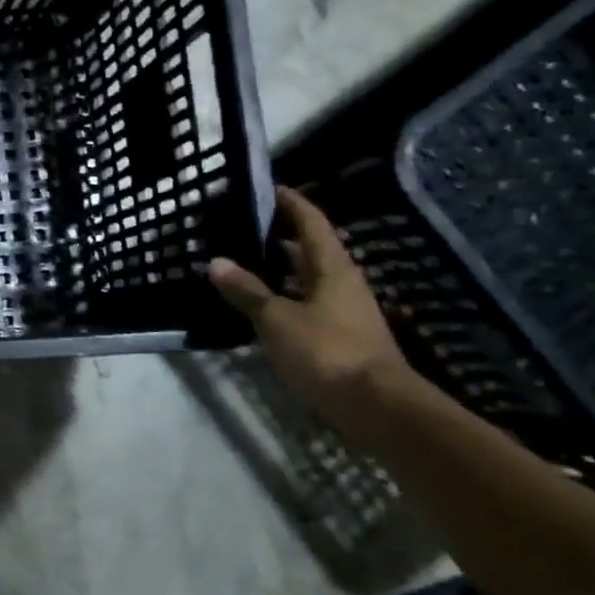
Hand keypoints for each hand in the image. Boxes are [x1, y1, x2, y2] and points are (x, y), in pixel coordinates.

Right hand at [208, 186, 410, 423]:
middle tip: (237, 226)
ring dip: (275, 269)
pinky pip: (302, 303)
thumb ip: (247, 291)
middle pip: (307, 248)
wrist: (377, 407)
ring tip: (237, 261)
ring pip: (303, 278)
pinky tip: (253, 304)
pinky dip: (278, 297)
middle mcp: (340, 282)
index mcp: (331, 267)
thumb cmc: (328, 352)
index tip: (265, 187)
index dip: (289, 202)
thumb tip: (217, 262)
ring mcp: (341, 310)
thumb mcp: (277, 319)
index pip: (310, 222)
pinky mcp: (335, 336)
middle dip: (276, 235)